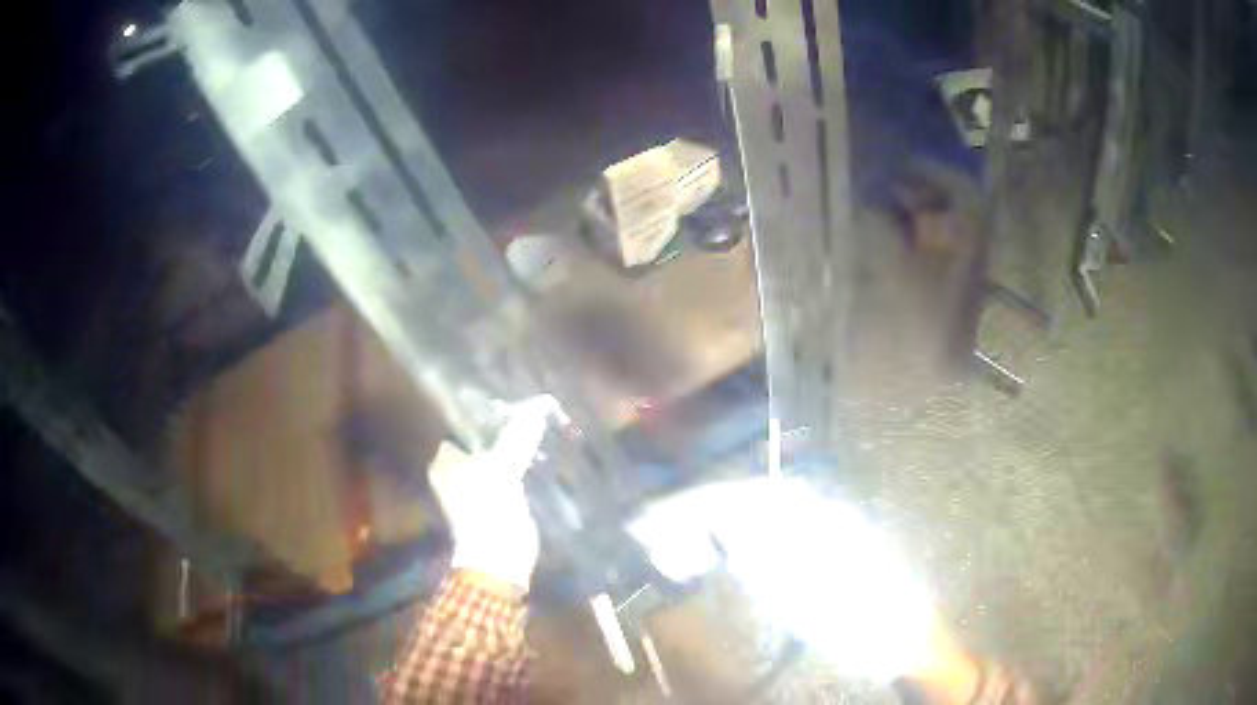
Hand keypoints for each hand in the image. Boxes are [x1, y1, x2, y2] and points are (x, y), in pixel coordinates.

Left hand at [428, 396, 559, 589]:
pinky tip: (539, 455)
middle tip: (526, 411)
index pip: (460, 425)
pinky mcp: (493, 501)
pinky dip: (519, 466)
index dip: (482, 411)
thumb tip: (537, 406)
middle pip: (479, 441)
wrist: (499, 558)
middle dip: (501, 428)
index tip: (506, 400)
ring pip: (494, 456)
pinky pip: (506, 474)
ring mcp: (474, 488)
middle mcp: (453, 472)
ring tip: (536, 428)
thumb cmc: (488, 508)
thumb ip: (518, 436)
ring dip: (512, 447)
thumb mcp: (502, 468)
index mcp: (444, 461)